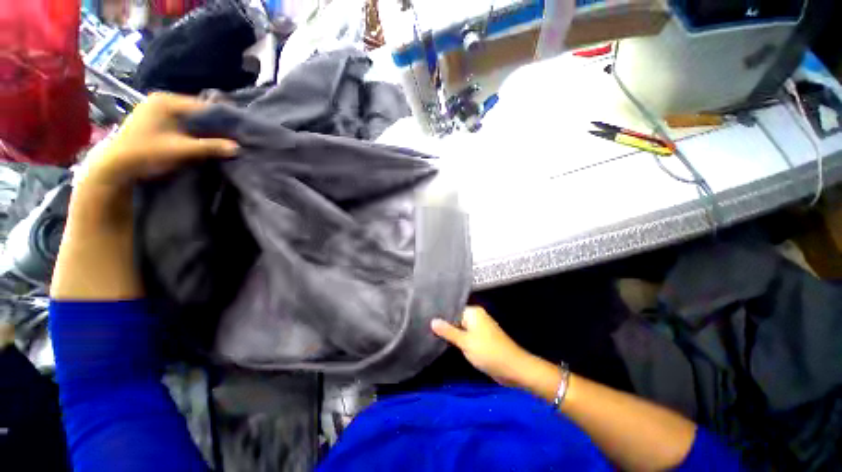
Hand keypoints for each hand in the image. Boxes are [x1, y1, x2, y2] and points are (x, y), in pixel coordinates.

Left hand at [85, 92, 238, 186]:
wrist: (116, 165)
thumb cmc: (147, 152)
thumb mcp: (181, 150)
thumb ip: (210, 147)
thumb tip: (237, 147)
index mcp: (166, 101)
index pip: (202, 106)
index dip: (220, 118)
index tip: (237, 130)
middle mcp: (161, 100)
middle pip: (195, 111)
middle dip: (212, 124)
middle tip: (230, 136)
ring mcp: (155, 109)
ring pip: (188, 117)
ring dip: (202, 128)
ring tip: (219, 139)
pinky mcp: (153, 120)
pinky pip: (180, 122)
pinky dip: (191, 130)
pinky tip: (200, 139)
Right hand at [431, 306, 534, 385]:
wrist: (513, 368)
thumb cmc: (488, 352)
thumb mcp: (465, 342)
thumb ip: (448, 331)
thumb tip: (432, 320)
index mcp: (473, 312)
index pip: (452, 309)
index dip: (440, 315)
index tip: (425, 319)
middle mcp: (476, 316)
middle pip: (456, 318)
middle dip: (444, 324)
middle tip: (426, 327)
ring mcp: (479, 327)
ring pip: (460, 327)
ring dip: (451, 333)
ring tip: (431, 334)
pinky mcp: (481, 338)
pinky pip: (466, 335)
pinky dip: (458, 338)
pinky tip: (446, 342)